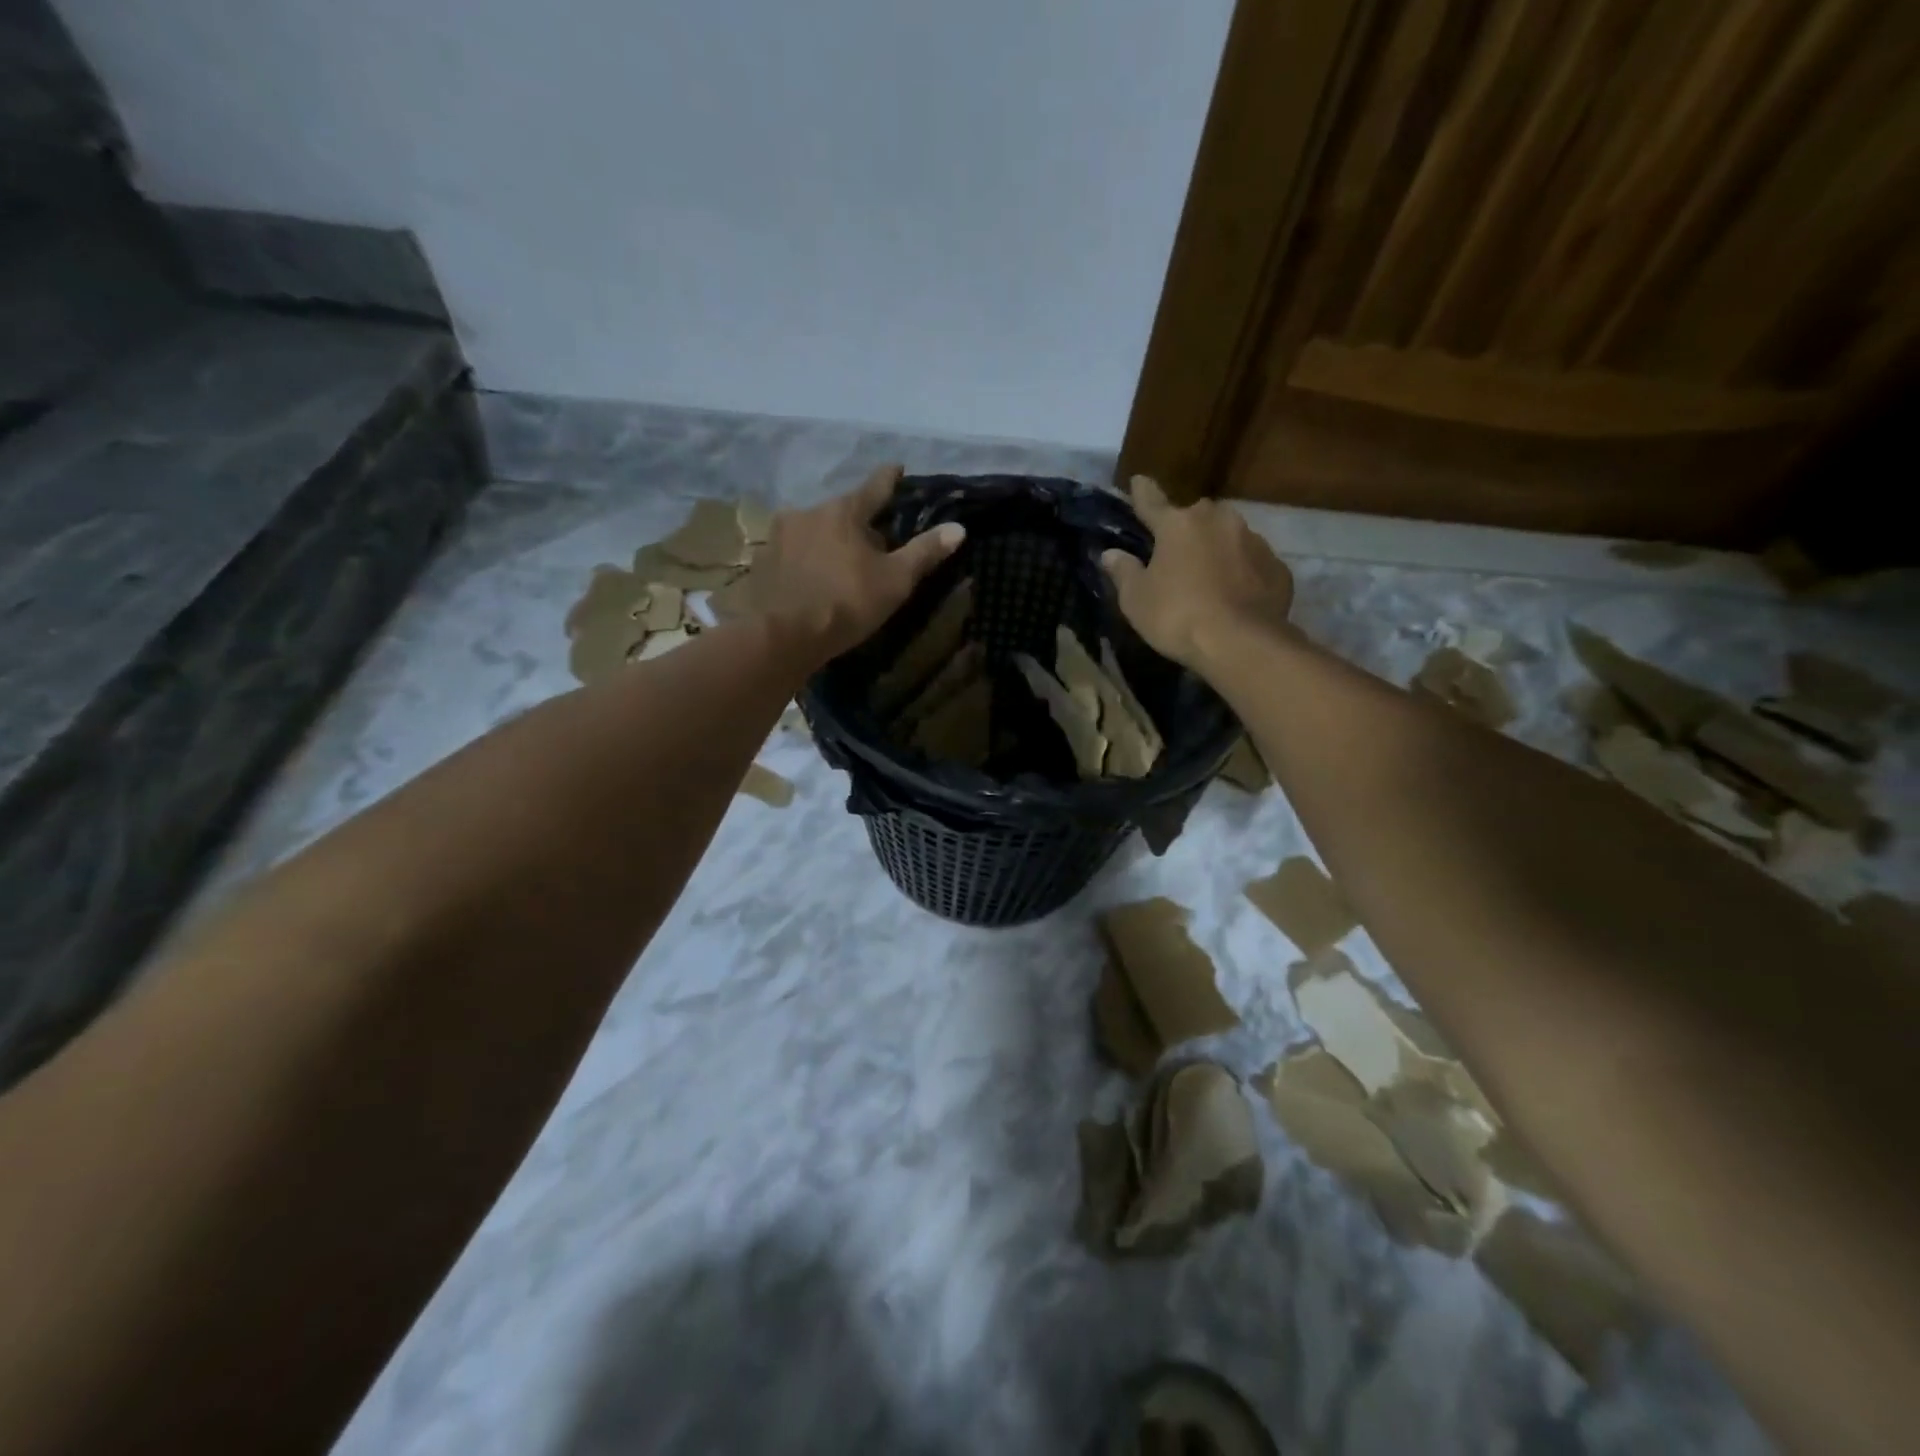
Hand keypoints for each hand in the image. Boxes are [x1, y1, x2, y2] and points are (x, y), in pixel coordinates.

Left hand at [751, 464, 965, 662]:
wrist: (781, 636)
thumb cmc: (845, 603)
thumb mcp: (895, 580)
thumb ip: (924, 552)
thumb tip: (958, 528)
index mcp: (843, 510)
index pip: (875, 486)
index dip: (890, 479)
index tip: (898, 469)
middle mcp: (808, 512)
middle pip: (842, 511)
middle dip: (859, 522)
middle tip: (875, 541)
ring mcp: (779, 536)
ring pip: (815, 531)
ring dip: (830, 542)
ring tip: (842, 564)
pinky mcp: (762, 562)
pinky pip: (793, 554)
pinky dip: (807, 561)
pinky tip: (813, 580)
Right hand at [1101, 475, 1293, 670]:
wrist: (1241, 643)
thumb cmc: (1177, 617)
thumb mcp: (1136, 600)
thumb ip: (1123, 572)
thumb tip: (1111, 553)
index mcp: (1178, 524)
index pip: (1152, 501)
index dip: (1142, 492)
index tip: (1138, 481)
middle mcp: (1218, 521)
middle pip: (1196, 517)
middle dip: (1186, 529)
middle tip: (1177, 554)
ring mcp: (1253, 541)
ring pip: (1228, 537)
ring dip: (1217, 550)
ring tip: (1209, 578)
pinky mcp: (1277, 567)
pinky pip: (1252, 563)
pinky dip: (1242, 573)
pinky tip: (1236, 595)